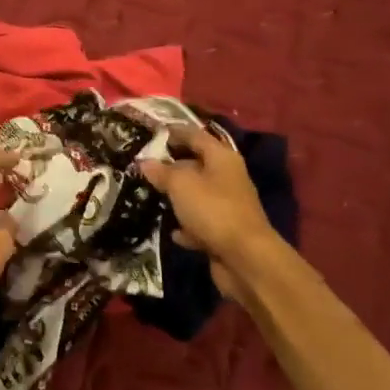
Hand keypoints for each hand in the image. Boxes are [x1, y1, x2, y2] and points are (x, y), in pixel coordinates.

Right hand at [139, 126, 290, 304]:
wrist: (245, 258)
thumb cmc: (212, 210)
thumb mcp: (180, 184)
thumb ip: (162, 171)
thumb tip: (146, 162)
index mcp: (221, 157)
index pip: (195, 135)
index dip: (173, 131)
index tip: (151, 132)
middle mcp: (227, 177)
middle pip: (196, 164)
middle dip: (172, 165)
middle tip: (144, 165)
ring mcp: (228, 205)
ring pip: (197, 194)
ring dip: (178, 196)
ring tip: (152, 194)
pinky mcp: (225, 231)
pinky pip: (201, 222)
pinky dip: (187, 225)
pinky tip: (173, 231)